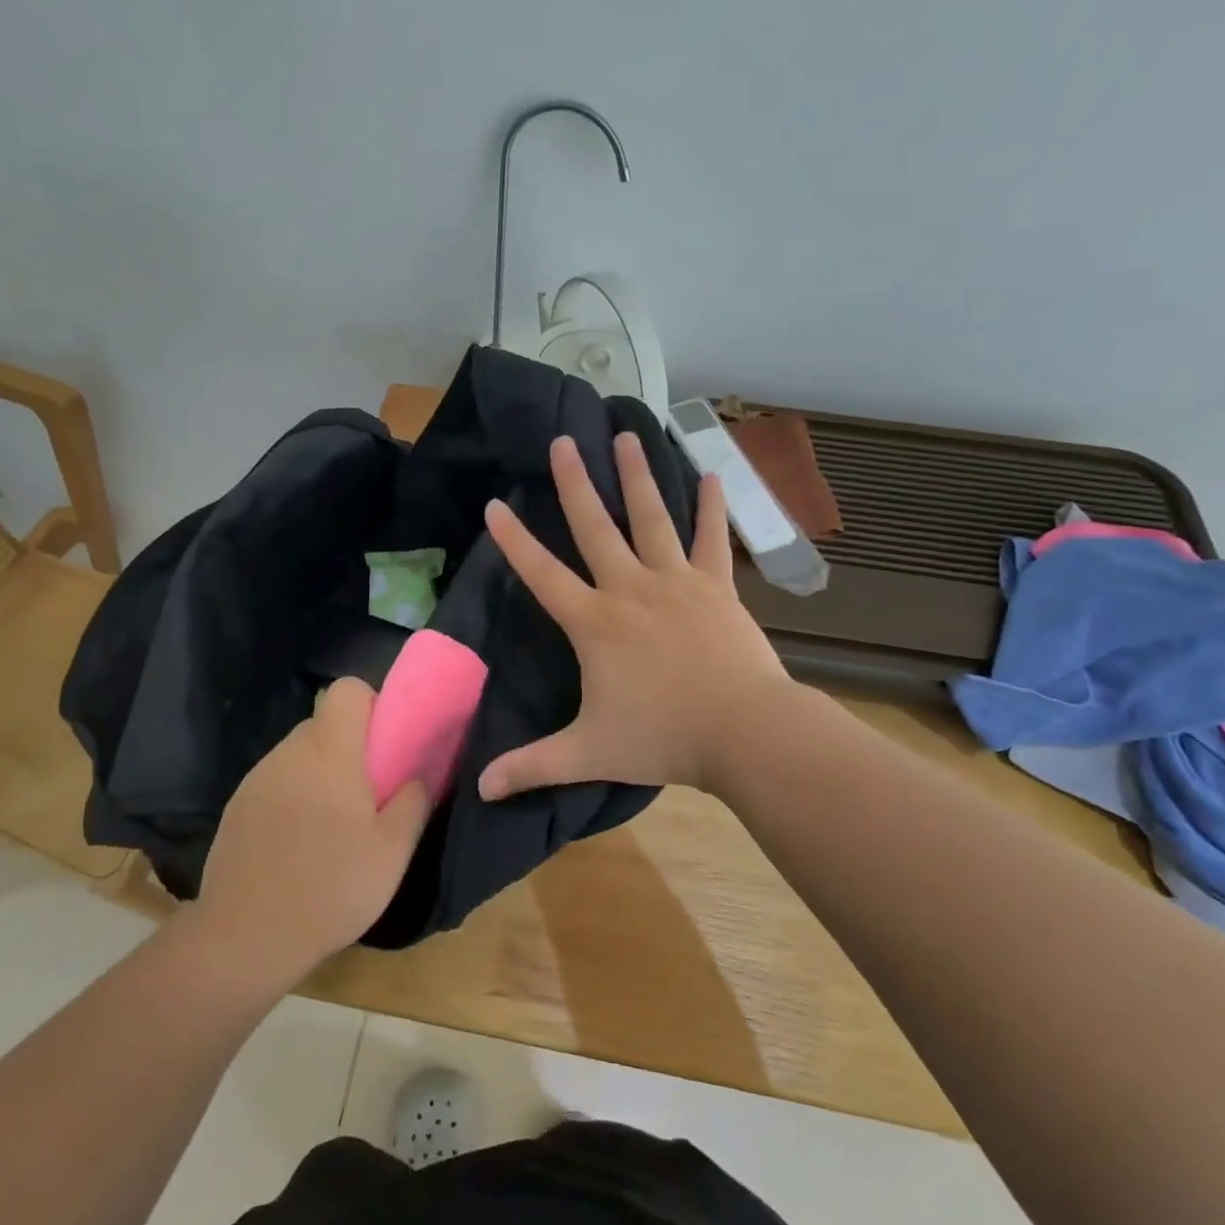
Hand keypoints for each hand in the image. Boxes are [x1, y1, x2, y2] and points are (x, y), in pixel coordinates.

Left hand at [196, 679, 429, 989]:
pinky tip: (297, 844)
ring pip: (299, 755)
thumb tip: (418, 775)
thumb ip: (413, 802)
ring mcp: (257, 778)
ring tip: (331, 826)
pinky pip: (275, 782)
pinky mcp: (237, 806)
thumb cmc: (330, 888)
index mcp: (330, 752)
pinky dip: (292, 796)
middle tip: (366, 793)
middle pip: (323, 724)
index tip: (384, 744)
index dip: (370, 704)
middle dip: (348, 746)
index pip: (346, 689)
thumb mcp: (392, 852)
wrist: (245, 938)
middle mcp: (289, 752)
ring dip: (319, 773)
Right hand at [479, 432, 800, 800]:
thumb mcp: (588, 752)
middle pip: (595, 526)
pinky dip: (711, 507)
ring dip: (637, 476)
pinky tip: (711, 474)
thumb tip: (479, 788)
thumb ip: (532, 765)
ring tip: (626, 436)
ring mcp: (677, 582)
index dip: (515, 540)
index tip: (495, 504)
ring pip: (652, 518)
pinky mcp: (717, 587)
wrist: (744, 732)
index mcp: (594, 622)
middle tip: (563, 440)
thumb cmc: (663, 738)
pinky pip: (712, 539)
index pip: (542, 573)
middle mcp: (630, 588)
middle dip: (575, 482)